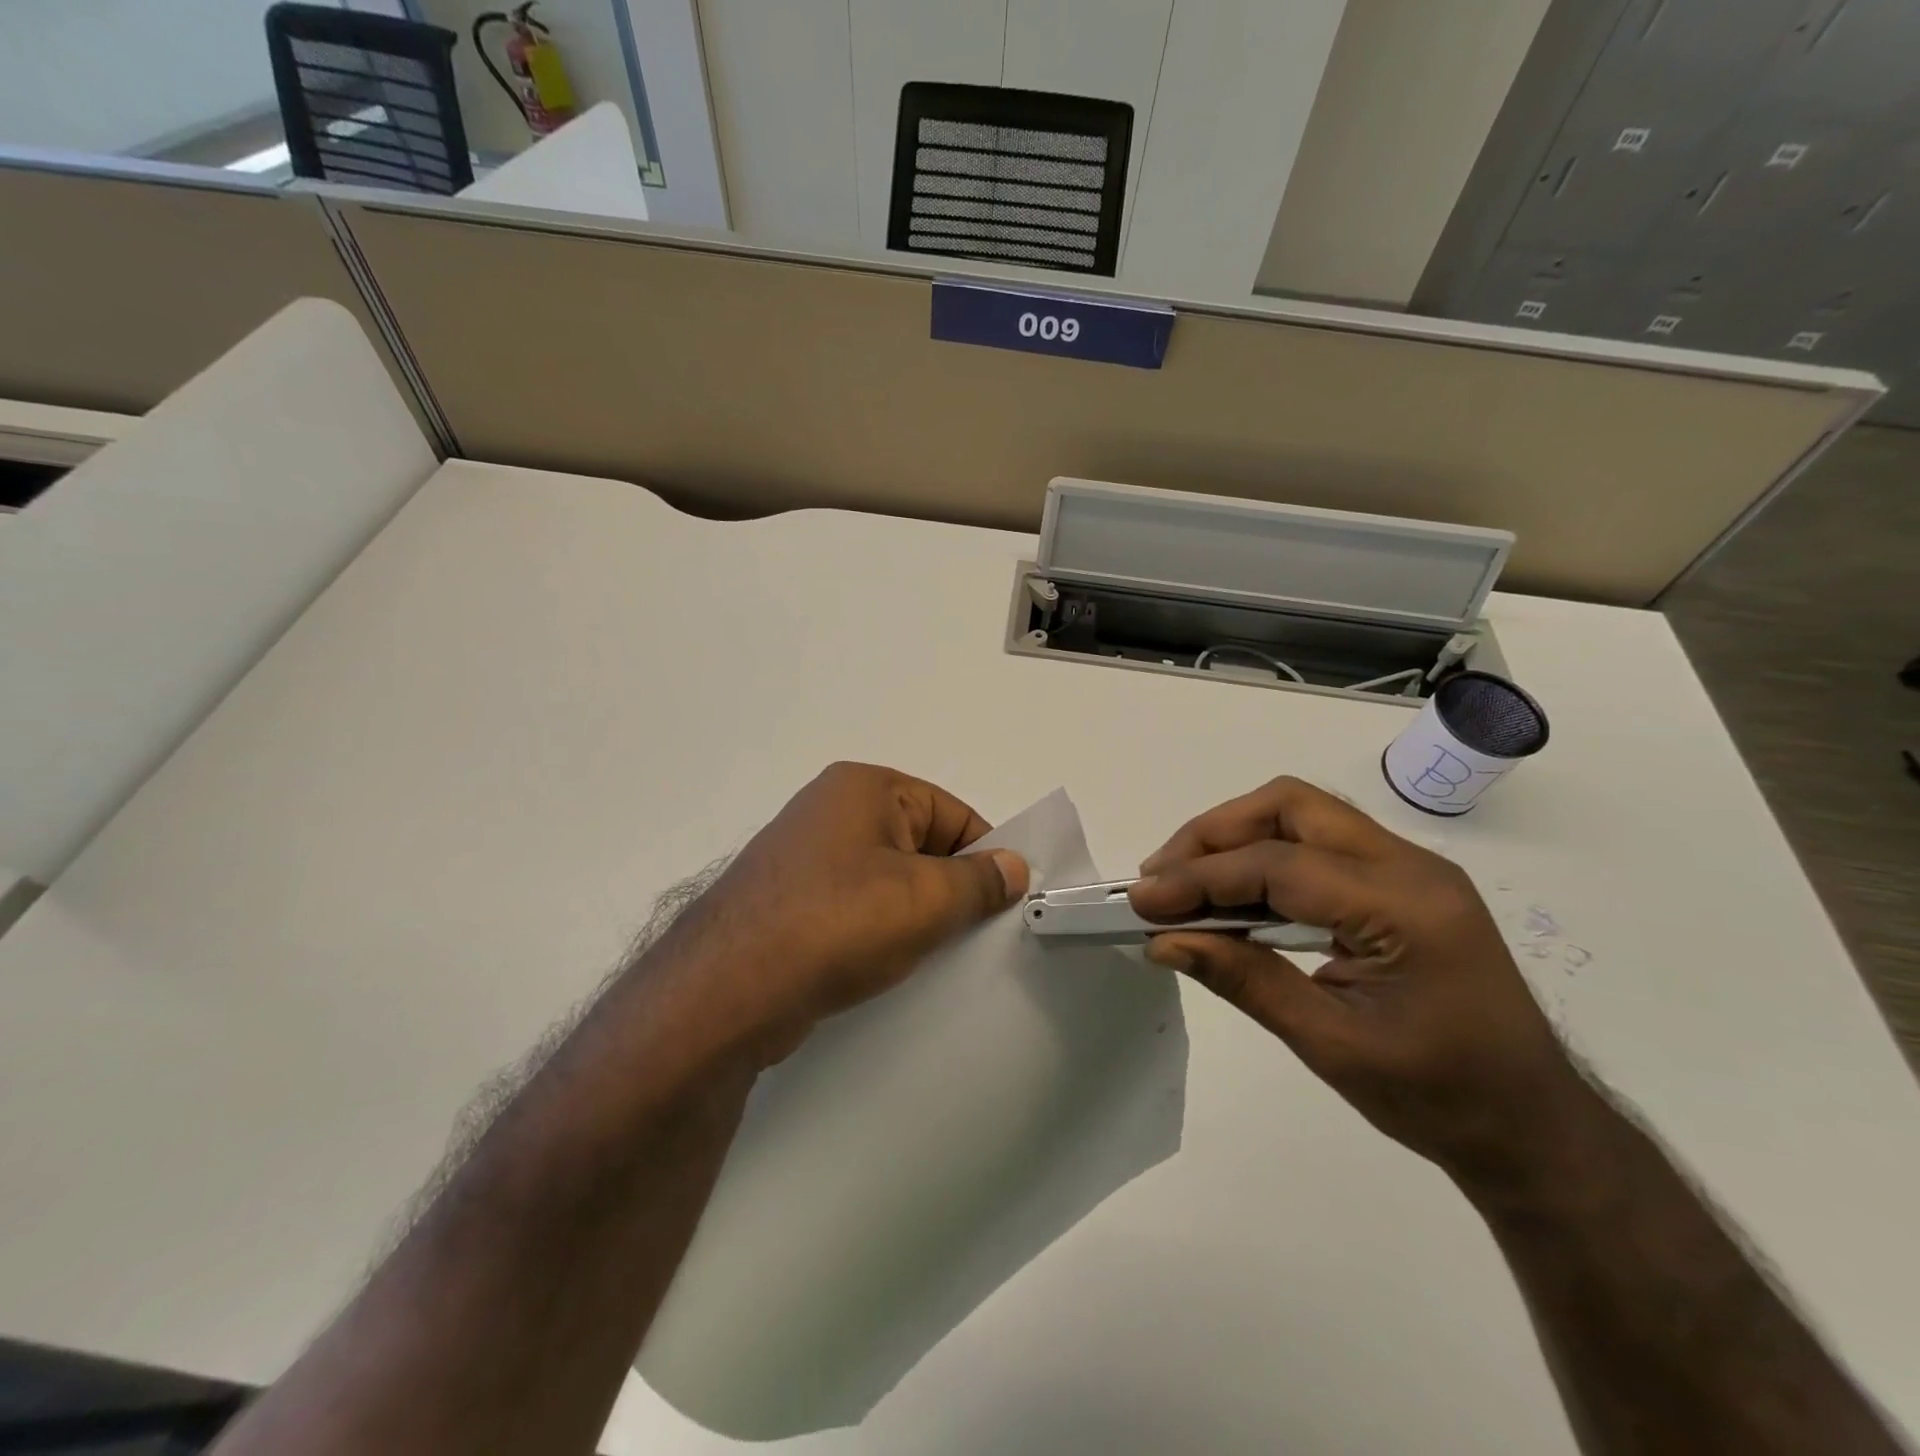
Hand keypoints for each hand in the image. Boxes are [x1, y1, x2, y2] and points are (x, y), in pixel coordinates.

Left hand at [637, 763, 1028, 1066]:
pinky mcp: (789, 901)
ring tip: (937, 954)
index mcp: (865, 787)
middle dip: (951, 887)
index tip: (1007, 901)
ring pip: (887, 879)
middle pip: (919, 843)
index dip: (985, 853)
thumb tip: (1014, 866)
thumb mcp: (924, 900)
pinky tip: (891, 965)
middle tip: (978, 933)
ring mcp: (805, 857)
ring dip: (916, 914)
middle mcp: (831, 810)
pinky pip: (855, 907)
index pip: (951, 811)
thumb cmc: (836, 924)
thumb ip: (979, 881)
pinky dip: (879, 930)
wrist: (726, 992)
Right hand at [1129, 777, 1585, 1186]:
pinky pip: (1317, 843)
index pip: (1279, 865)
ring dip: (1235, 838)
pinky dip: (1263, 856)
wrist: (1533, 1127)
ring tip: (1183, 881)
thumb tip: (1164, 942)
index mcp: (1405, 908)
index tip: (1142, 902)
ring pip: (1301, 813)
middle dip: (1214, 834)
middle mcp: (1411, 866)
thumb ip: (1244, 981)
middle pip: (1290, 806)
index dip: (1200, 878)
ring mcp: (1410, 867)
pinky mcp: (1401, 880)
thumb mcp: (1331, 1046)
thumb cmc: (1439, 1099)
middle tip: (1162, 877)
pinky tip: (1233, 893)